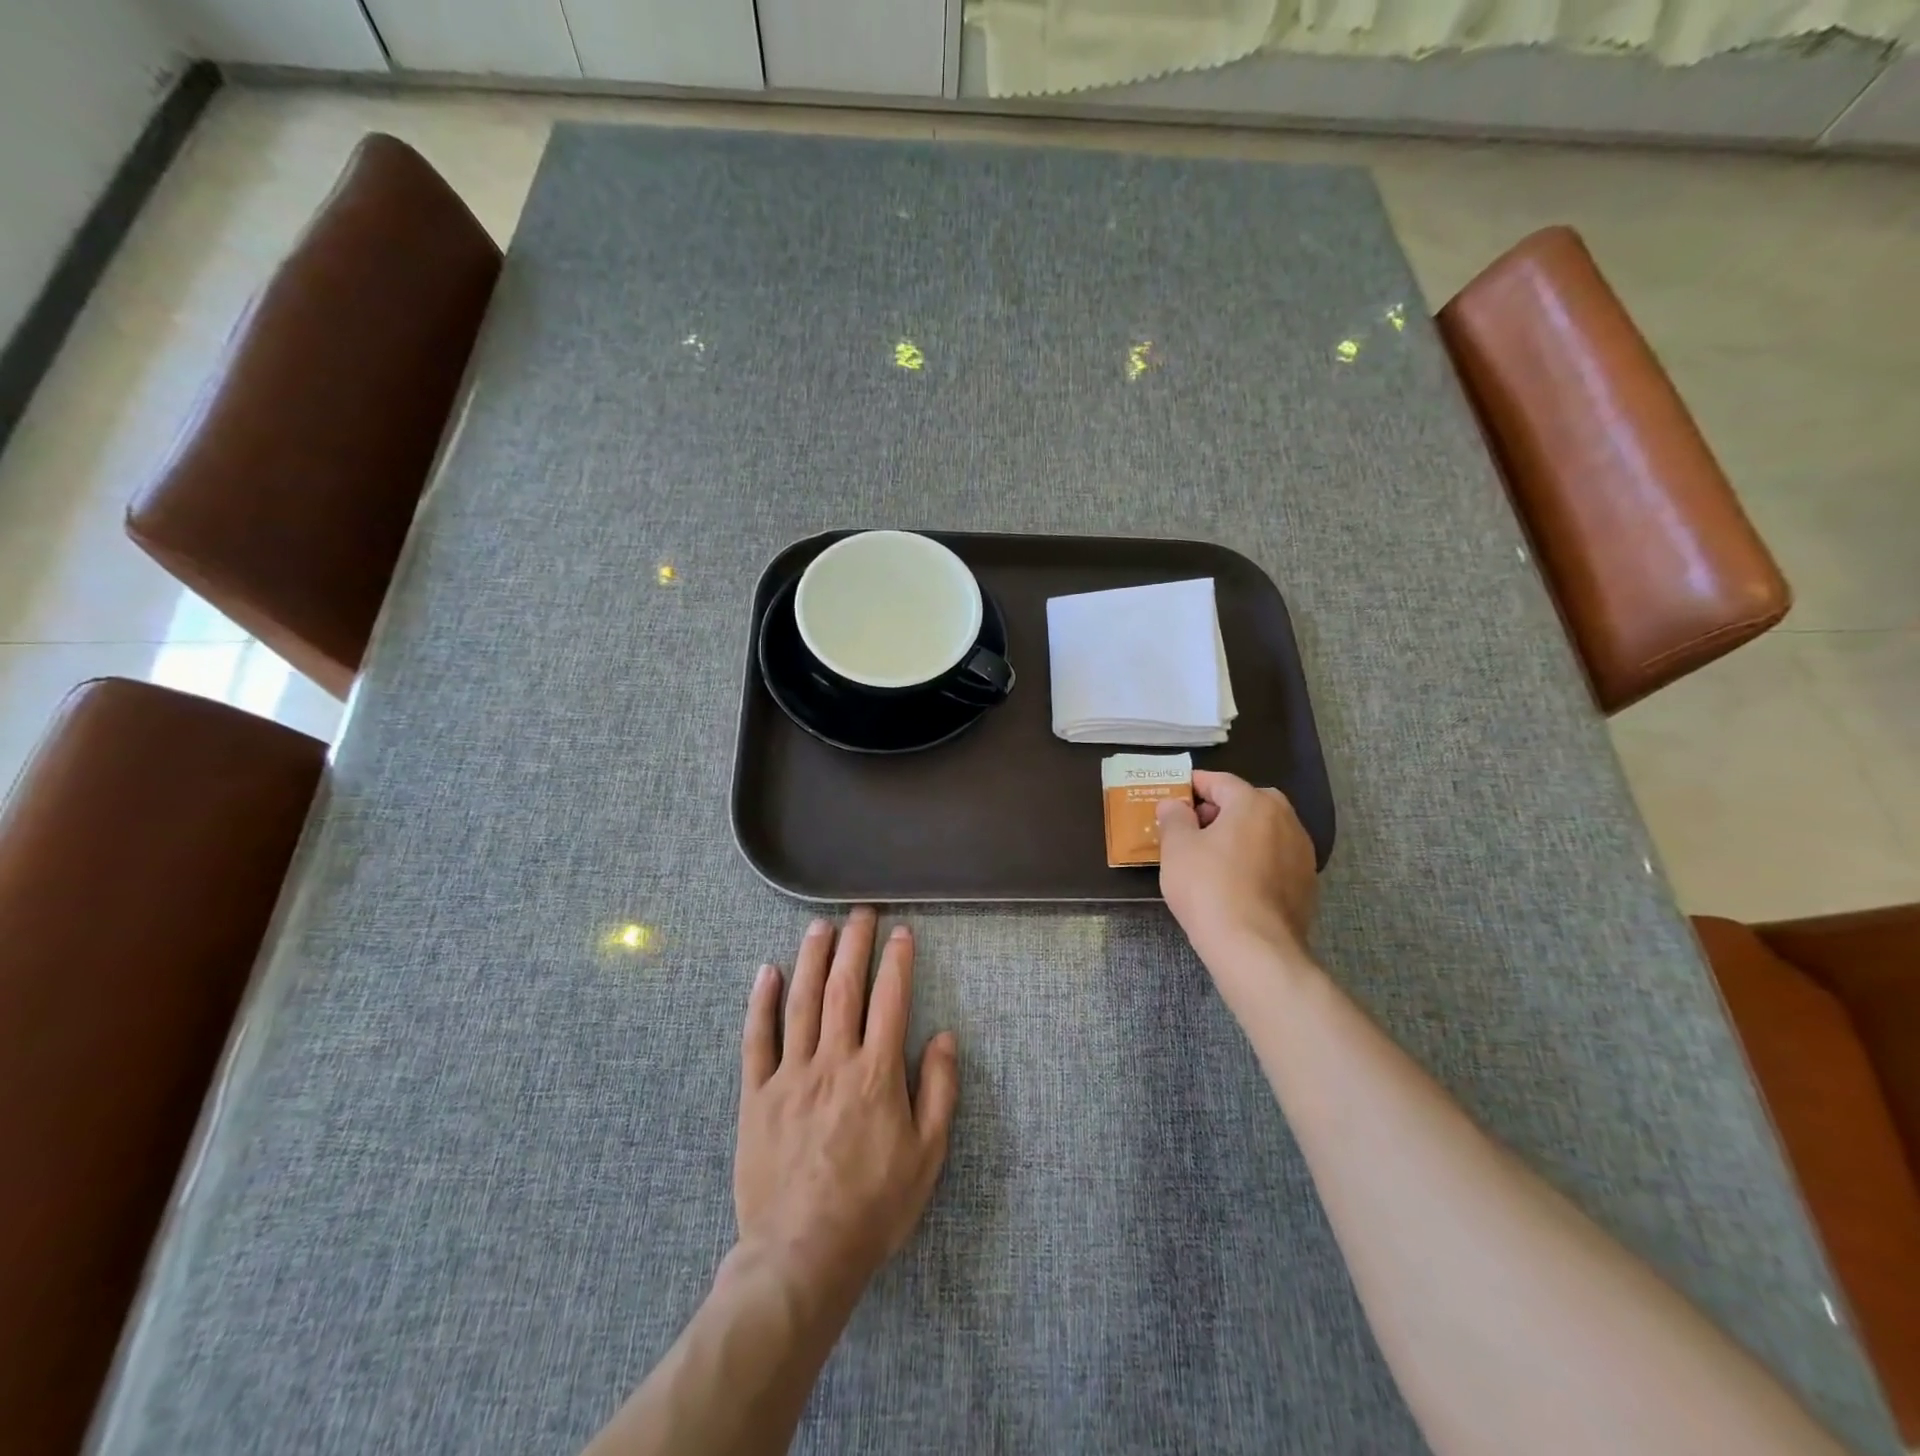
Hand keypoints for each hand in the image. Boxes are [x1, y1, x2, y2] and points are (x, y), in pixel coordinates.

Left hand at [734, 908, 958, 1313]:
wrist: (802, 1256)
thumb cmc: (874, 1207)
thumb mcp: (927, 1156)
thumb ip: (939, 1091)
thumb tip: (945, 1037)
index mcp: (876, 1074)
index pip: (890, 1000)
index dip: (897, 961)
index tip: (901, 933)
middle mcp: (833, 1062)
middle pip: (844, 988)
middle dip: (854, 944)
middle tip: (860, 912)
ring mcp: (790, 1075)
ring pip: (801, 1002)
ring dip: (812, 958)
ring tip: (820, 926)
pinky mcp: (757, 1095)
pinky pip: (756, 1040)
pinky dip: (761, 1003)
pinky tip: (767, 972)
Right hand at [1156, 771, 1318, 973]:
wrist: (1254, 947)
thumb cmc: (1209, 887)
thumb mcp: (1177, 847)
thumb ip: (1174, 817)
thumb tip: (1174, 804)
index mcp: (1254, 803)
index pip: (1219, 781)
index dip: (1192, 785)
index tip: (1173, 795)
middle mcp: (1286, 820)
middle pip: (1247, 803)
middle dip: (1219, 810)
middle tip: (1191, 827)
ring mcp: (1302, 853)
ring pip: (1264, 831)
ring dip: (1239, 835)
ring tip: (1211, 856)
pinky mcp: (1307, 884)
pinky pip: (1274, 859)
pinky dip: (1255, 860)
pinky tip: (1234, 882)